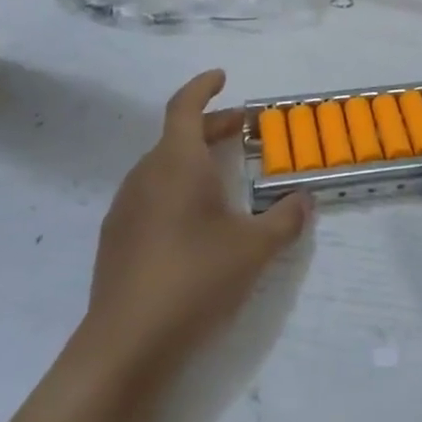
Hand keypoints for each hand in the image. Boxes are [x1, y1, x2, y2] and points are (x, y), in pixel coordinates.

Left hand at [81, 70, 312, 381]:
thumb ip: (285, 219)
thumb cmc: (195, 278)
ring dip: (193, 158)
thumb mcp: (254, 249)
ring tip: (224, 177)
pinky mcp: (116, 238)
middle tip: (243, 131)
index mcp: (176, 162)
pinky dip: (176, 187)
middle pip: (177, 135)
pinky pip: (150, 194)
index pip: (184, 106)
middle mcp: (145, 175)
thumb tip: (305, 199)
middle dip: (211, 126)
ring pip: (162, 165)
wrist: (126, 343)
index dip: (203, 86)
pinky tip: (195, 221)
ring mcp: (125, 207)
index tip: (222, 77)